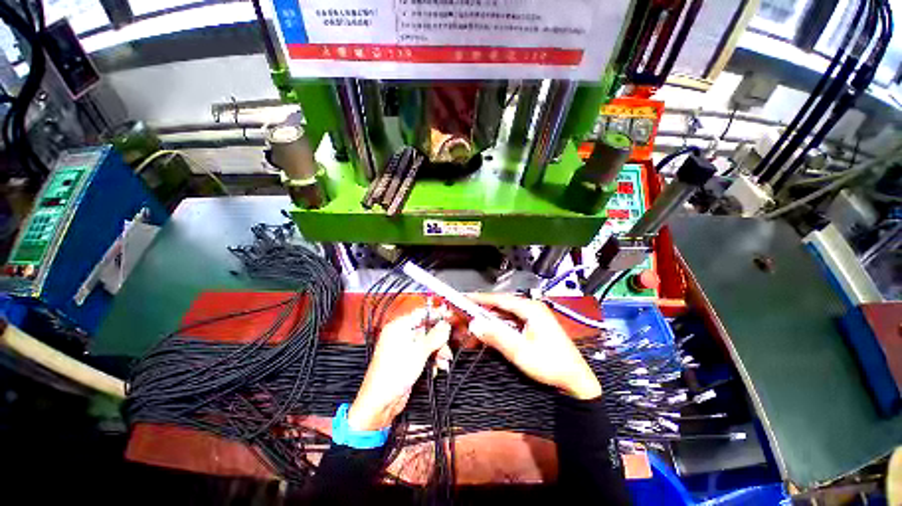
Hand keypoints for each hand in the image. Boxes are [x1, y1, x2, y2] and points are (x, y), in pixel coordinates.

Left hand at [348, 308, 451, 430]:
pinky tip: (436, 369)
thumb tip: (445, 325)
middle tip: (446, 348)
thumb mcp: (419, 351)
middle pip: (426, 330)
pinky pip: (423, 354)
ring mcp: (404, 348)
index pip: (421, 314)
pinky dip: (431, 360)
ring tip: (443, 362)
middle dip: (439, 340)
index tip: (449, 316)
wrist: (381, 401)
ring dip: (437, 352)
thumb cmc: (394, 373)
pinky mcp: (407, 360)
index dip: (436, 314)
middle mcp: (400, 335)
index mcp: (399, 326)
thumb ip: (435, 336)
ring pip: (427, 343)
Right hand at [467, 293, 601, 399]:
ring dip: (487, 320)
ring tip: (470, 325)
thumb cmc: (551, 365)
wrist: (575, 381)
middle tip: (462, 314)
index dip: (479, 298)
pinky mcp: (531, 326)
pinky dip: (496, 327)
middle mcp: (531, 308)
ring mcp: (532, 317)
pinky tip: (486, 333)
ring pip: (503, 315)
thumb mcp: (521, 352)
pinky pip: (509, 323)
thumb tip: (475, 324)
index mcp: (530, 308)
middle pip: (499, 306)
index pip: (498, 299)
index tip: (462, 298)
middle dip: (480, 311)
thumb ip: (496, 336)